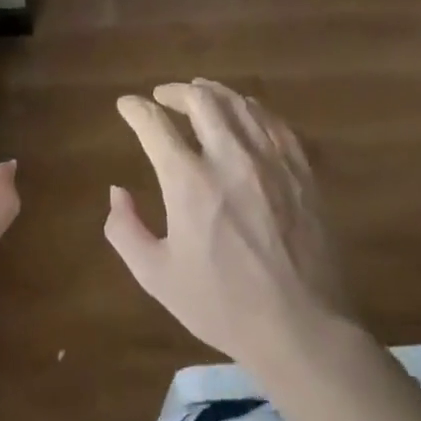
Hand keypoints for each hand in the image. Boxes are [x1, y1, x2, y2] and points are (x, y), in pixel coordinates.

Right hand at [105, 79, 352, 371]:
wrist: (302, 328)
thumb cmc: (222, 306)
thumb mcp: (157, 276)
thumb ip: (125, 230)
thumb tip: (117, 192)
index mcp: (188, 182)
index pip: (154, 124)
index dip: (135, 109)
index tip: (126, 105)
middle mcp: (229, 158)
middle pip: (200, 100)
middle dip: (175, 92)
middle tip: (163, 97)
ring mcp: (271, 161)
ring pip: (240, 104)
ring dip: (213, 93)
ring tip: (200, 94)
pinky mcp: (301, 171)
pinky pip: (274, 123)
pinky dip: (251, 110)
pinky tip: (245, 114)